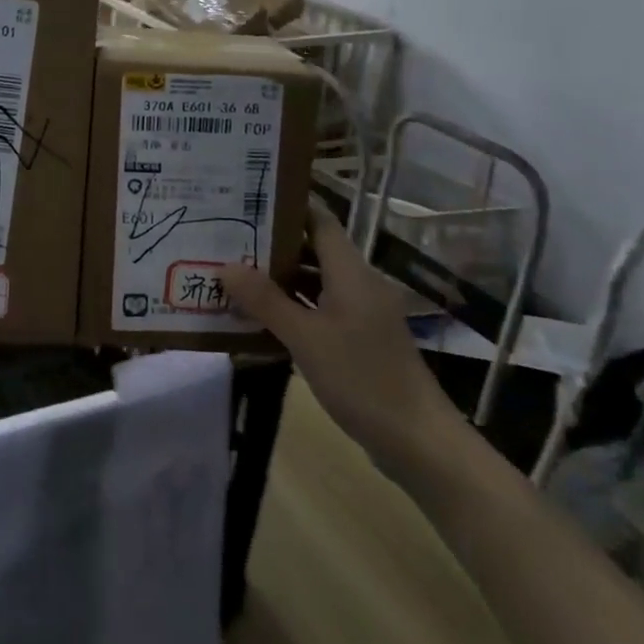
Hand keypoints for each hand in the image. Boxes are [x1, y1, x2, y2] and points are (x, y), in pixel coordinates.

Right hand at [225, 201, 465, 476]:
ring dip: (280, 279)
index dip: (287, 207)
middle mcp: (359, 283)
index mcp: (351, 272)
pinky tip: (262, 319)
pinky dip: (294, 307)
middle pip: (314, 249)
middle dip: (273, 245)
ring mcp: (362, 313)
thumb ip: (265, 300)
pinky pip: (322, 309)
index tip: (248, 201)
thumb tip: (225, 266)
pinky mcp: (361, 339)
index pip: (319, 220)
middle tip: (228, 241)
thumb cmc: (362, 379)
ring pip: (316, 282)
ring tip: (236, 276)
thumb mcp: (305, 338)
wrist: (418, 442)